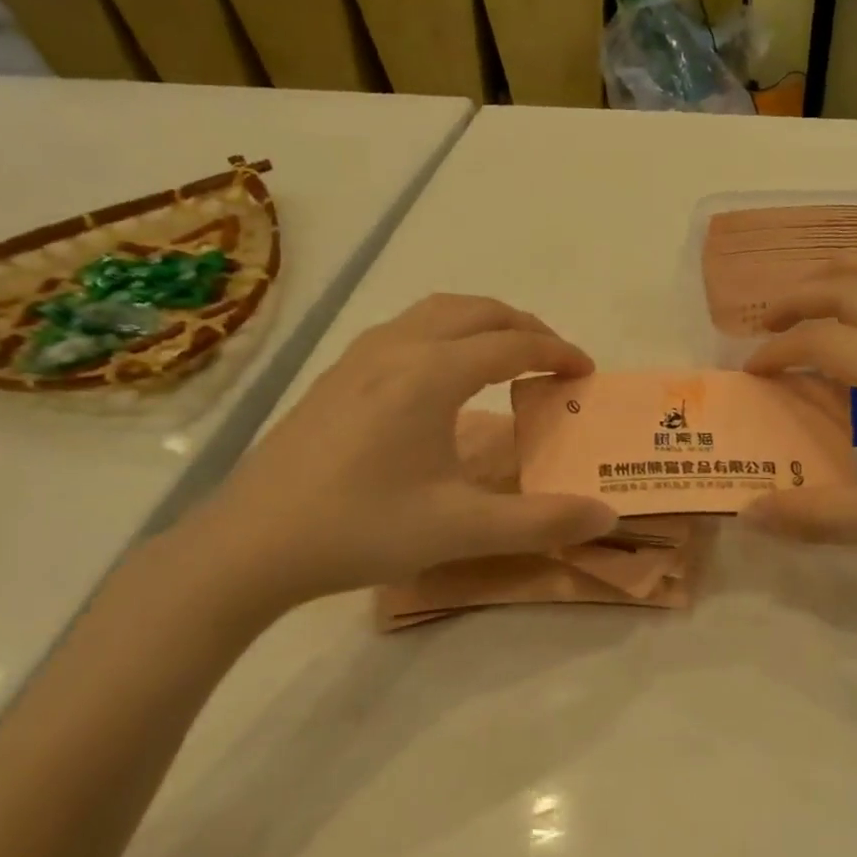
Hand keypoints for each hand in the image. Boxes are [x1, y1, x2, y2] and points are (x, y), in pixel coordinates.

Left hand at [156, 295, 615, 620]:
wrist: (249, 545)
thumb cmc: (360, 530)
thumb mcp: (461, 530)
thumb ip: (541, 521)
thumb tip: (608, 516)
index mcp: (432, 374)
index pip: (513, 344)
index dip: (558, 352)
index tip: (585, 372)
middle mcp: (398, 348)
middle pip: (478, 311)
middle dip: (525, 326)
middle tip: (553, 359)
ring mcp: (360, 356)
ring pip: (437, 311)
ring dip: (483, 321)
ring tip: (506, 353)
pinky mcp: (336, 373)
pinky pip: (407, 326)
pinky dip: (446, 330)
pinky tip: (441, 372)